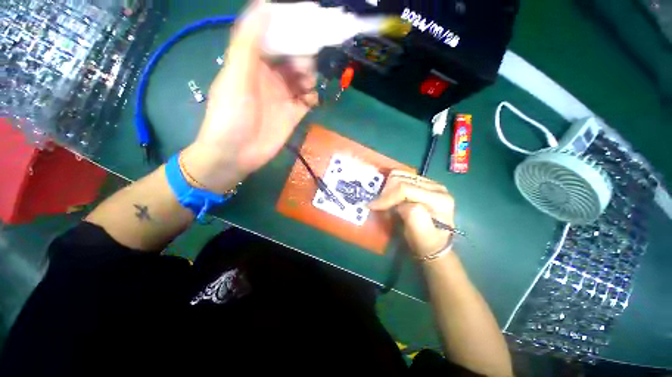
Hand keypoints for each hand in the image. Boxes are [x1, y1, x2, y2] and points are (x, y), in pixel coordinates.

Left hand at [182, 1, 318, 192]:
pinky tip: (311, 99)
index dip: (288, 29)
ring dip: (309, 76)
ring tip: (307, 84)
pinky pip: (307, 100)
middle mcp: (270, 76)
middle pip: (292, 57)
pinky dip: (312, 96)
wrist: (236, 155)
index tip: (305, 23)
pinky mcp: (292, 114)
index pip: (274, 37)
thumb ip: (248, 43)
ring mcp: (283, 96)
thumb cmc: (230, 115)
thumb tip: (264, 5)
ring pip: (303, 78)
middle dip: (302, 55)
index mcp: (253, 62)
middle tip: (306, 64)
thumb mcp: (236, 76)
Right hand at [368, 170, 454, 257]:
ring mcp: (430, 183)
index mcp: (440, 199)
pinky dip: (391, 181)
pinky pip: (402, 175)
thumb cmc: (426, 242)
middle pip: (402, 179)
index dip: (387, 196)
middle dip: (386, 191)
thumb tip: (399, 204)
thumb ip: (413, 216)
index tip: (372, 206)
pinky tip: (386, 190)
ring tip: (382, 199)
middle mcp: (437, 187)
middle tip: (377, 204)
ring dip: (387, 186)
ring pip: (401, 174)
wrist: (434, 244)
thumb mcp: (421, 235)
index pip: (406, 189)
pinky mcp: (422, 183)